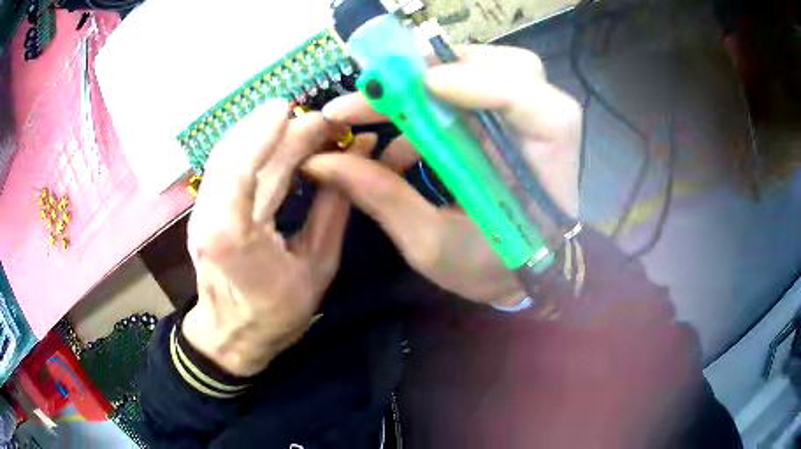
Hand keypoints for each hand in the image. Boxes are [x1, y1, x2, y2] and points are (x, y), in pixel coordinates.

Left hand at [182, 100, 376, 375]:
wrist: (230, 335)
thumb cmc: (277, 312)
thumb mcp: (318, 268)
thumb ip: (333, 210)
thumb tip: (356, 158)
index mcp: (236, 240)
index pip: (243, 173)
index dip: (265, 135)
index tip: (295, 108)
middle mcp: (210, 219)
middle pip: (239, 158)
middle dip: (278, 129)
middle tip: (320, 118)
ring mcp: (201, 212)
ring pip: (227, 155)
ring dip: (261, 131)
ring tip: (300, 120)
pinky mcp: (203, 208)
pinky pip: (225, 165)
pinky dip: (250, 144)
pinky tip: (274, 135)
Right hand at [304, 45, 581, 306]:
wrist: (520, 276)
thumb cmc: (489, 270)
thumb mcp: (432, 245)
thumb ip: (383, 197)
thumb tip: (323, 160)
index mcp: (546, 165)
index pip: (529, 101)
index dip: (478, 81)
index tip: (420, 86)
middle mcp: (545, 130)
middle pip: (509, 69)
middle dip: (442, 70)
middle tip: (383, 89)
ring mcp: (527, 121)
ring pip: (487, 71)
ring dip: (428, 84)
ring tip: (376, 113)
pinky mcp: (506, 122)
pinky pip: (469, 92)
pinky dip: (428, 106)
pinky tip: (399, 146)